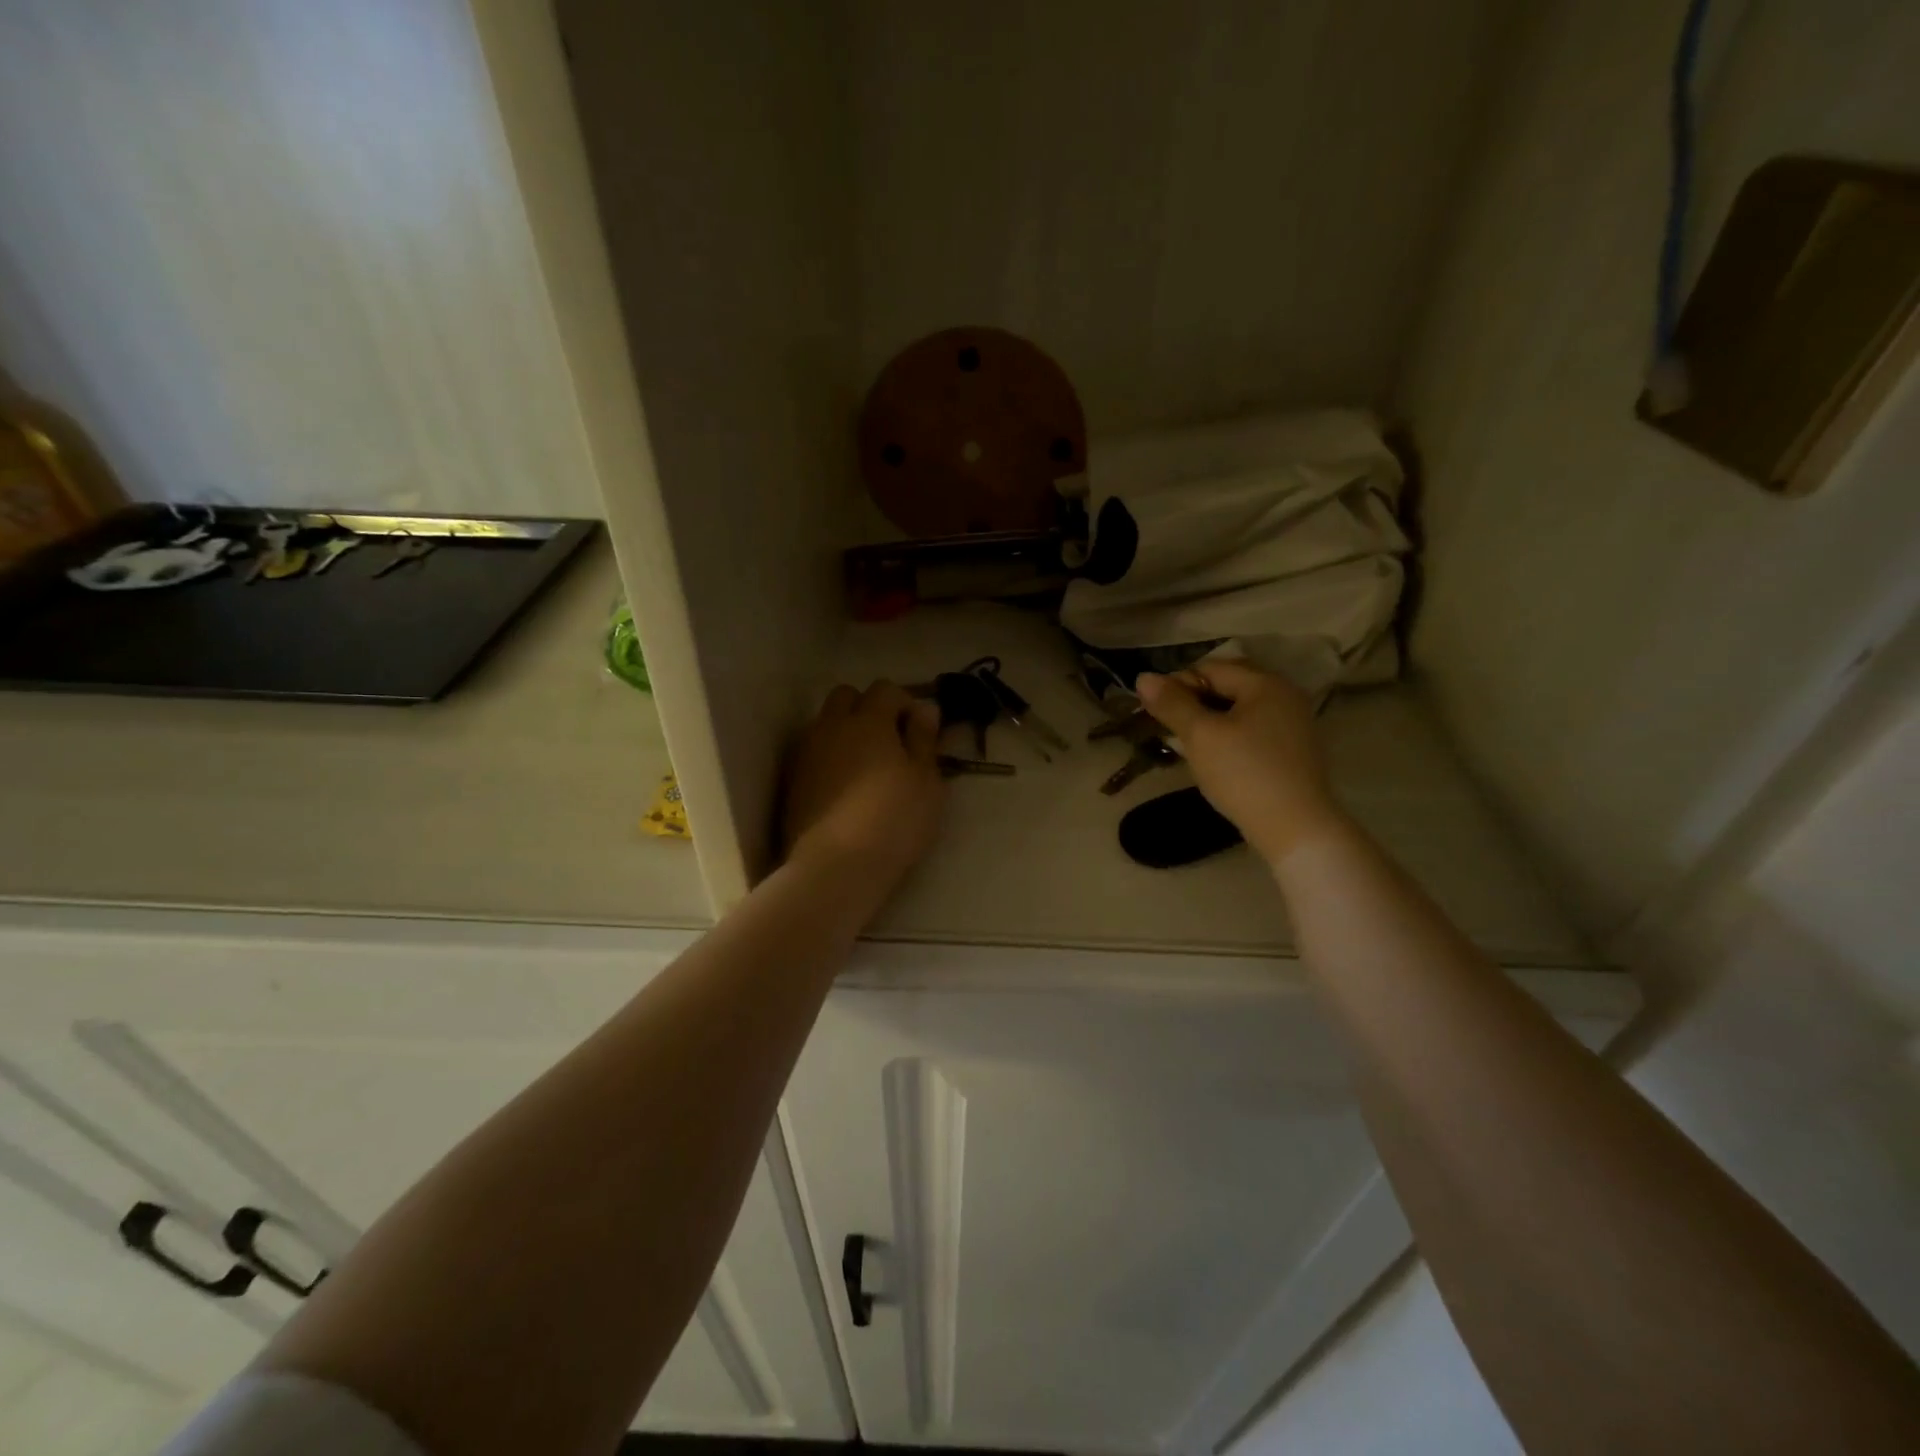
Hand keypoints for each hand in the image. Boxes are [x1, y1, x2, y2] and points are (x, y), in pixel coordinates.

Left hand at [783, 681, 946, 888]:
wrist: (835, 866)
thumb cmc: (894, 820)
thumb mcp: (927, 782)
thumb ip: (924, 740)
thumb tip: (925, 709)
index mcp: (869, 721)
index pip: (886, 689)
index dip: (905, 703)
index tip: (920, 731)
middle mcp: (831, 727)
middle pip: (846, 696)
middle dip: (868, 708)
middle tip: (890, 741)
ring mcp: (807, 753)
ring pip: (825, 723)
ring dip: (846, 732)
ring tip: (866, 766)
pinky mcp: (792, 781)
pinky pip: (813, 752)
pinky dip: (829, 757)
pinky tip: (844, 787)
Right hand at [1136, 660, 1346, 864]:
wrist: (1296, 829)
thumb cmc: (1244, 774)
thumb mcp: (1201, 736)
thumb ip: (1172, 703)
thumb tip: (1143, 677)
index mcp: (1265, 684)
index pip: (1210, 668)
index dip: (1178, 685)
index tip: (1157, 714)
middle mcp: (1285, 696)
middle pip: (1227, 686)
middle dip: (1194, 703)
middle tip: (1170, 730)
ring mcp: (1293, 724)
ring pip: (1238, 711)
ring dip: (1209, 722)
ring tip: (1189, 747)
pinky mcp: (1292, 751)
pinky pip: (1252, 731)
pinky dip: (1229, 738)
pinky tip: (1216, 761)